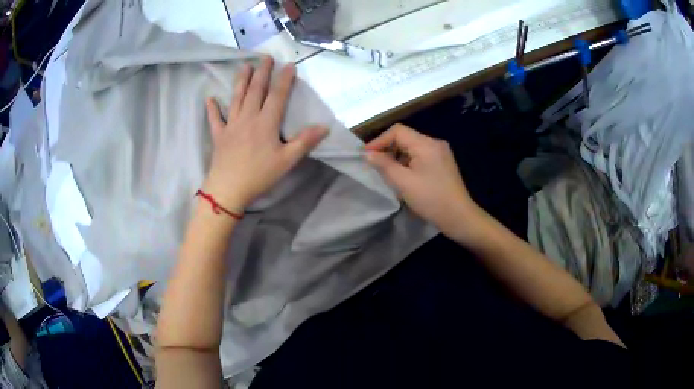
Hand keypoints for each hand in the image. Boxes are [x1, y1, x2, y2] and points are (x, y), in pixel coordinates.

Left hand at [203, 56, 327, 210]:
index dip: (284, 80)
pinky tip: (210, 99)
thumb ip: (304, 141)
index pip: (277, 96)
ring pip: (237, 98)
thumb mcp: (286, 161)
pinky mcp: (219, 135)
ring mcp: (231, 125)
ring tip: (245, 66)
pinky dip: (212, 108)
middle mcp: (248, 118)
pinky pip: (215, 119)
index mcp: (265, 123)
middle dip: (262, 72)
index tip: (289, 65)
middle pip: (256, 91)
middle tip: (265, 57)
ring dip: (241, 81)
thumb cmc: (258, 175)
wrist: (228, 189)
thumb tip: (324, 126)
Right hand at [365, 124, 480, 234]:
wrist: (459, 217)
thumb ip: (384, 165)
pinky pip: (420, 156)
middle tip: (375, 165)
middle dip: (388, 149)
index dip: (379, 140)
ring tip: (387, 173)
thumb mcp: (403, 183)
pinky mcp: (443, 164)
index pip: (397, 131)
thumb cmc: (430, 199)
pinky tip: (403, 177)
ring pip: (412, 148)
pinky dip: (408, 163)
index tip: (366, 156)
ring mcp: (441, 153)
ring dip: (397, 157)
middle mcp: (435, 143)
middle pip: (405, 138)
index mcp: (426, 144)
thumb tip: (368, 154)